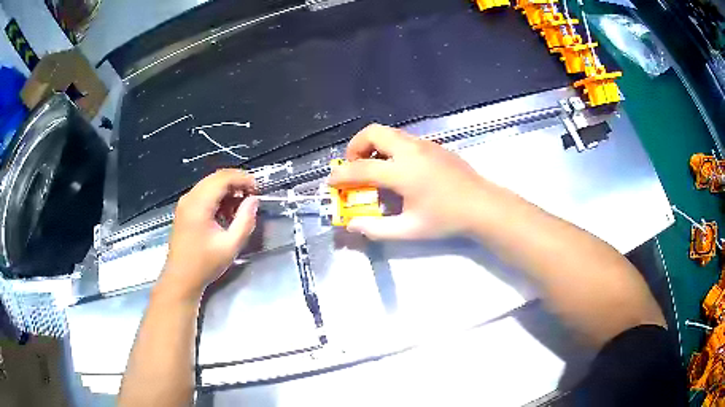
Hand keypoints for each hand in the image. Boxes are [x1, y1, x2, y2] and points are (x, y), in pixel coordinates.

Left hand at [159, 169, 258, 299]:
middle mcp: (189, 198)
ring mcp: (185, 203)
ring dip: (227, 190)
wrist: (181, 278)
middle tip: (252, 196)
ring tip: (241, 206)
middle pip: (216, 178)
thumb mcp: (230, 246)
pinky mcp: (184, 209)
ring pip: (209, 184)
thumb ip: (245, 221)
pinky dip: (217, 197)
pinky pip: (203, 194)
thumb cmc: (204, 264)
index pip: (223, 178)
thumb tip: (254, 200)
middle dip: (236, 182)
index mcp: (199, 204)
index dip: (242, 179)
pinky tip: (226, 212)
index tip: (257, 189)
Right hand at [329, 124, 492, 239]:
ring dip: (373, 146)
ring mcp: (424, 144)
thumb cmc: (447, 219)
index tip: (330, 181)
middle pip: (372, 133)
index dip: (341, 175)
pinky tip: (398, 169)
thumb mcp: (410, 229)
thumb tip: (352, 225)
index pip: (361, 168)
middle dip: (355, 147)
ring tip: (374, 168)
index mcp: (403, 171)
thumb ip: (377, 228)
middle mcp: (410, 150)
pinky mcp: (434, 145)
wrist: (482, 205)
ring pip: (389, 132)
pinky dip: (389, 147)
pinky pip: (403, 138)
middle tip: (354, 168)